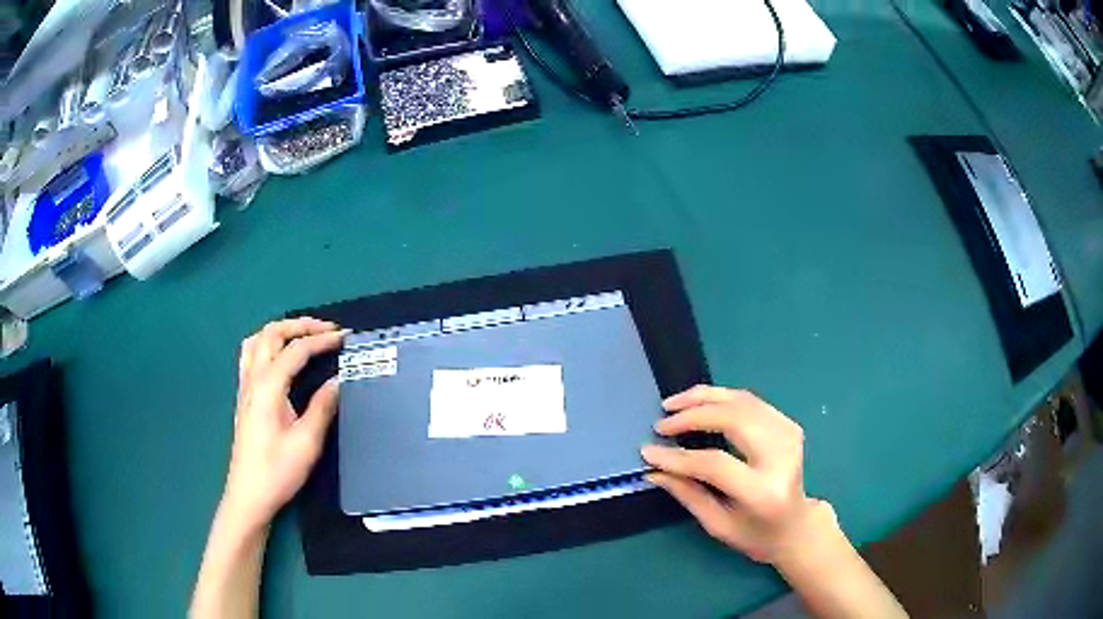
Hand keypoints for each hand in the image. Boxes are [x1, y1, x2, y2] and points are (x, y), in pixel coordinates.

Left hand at [221, 318, 345, 533]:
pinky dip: (268, 344)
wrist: (249, 495)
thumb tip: (338, 381)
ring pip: (257, 340)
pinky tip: (279, 357)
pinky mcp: (244, 397)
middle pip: (272, 334)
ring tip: (303, 335)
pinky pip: (251, 354)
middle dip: (300, 325)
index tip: (345, 338)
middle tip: (326, 329)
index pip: (296, 350)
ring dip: (281, 331)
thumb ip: (322, 408)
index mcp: (268, 387)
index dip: (321, 341)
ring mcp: (245, 387)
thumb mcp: (307, 443)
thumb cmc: (278, 471)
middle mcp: (253, 379)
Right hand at [642, 386, 831, 565]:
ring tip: (673, 404)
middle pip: (733, 420)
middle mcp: (781, 457)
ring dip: (704, 397)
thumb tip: (654, 469)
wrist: (797, 525)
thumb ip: (688, 494)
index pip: (715, 463)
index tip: (648, 450)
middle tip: (662, 422)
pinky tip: (700, 402)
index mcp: (763, 492)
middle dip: (692, 415)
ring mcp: (788, 435)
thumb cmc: (755, 534)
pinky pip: (750, 401)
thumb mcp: (717, 525)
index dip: (678, 456)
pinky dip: (721, 397)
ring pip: (742, 401)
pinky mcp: (788, 425)